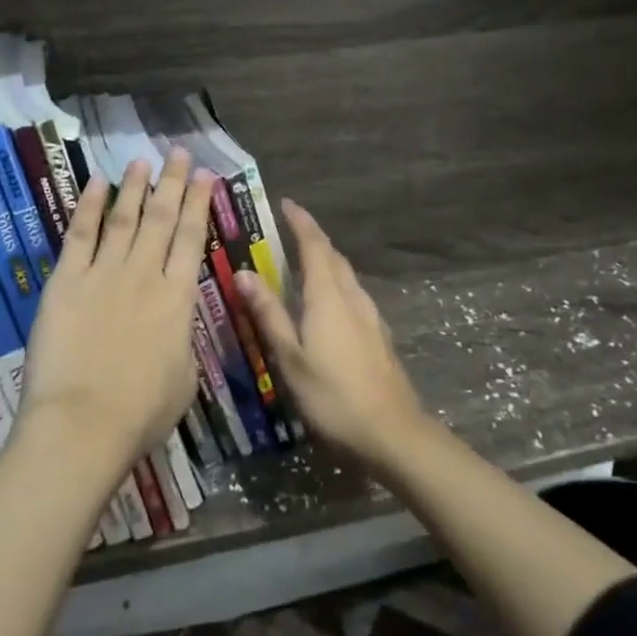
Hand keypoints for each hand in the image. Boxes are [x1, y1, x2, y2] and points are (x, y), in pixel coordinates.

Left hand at [17, 150, 213, 479]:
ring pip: (124, 219)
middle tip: (178, 153)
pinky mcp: (66, 282)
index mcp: (178, 299)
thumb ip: (183, 339)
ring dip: (135, 187)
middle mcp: (145, 275)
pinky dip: (89, 207)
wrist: (83, 425)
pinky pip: (80, 235)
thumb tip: (178, 320)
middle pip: (161, 219)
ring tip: (143, 161)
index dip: (199, 204)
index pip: (192, 239)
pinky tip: (98, 183)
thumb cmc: (141, 413)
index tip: (205, 176)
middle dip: (172, 183)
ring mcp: (103, 274)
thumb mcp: (185, 377)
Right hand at [236, 200, 428, 466]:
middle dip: (313, 238)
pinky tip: (329, 303)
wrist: (392, 432)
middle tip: (290, 230)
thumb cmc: (333, 396)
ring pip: (346, 275)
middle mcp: (352, 297)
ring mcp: (370, 316)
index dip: (301, 222)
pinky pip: (353, 294)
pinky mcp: (379, 335)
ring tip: (305, 262)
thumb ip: (269, 314)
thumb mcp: (291, 358)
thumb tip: (244, 272)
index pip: (314, 246)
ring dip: (326, 260)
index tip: (287, 203)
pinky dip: (336, 284)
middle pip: (333, 257)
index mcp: (328, 296)